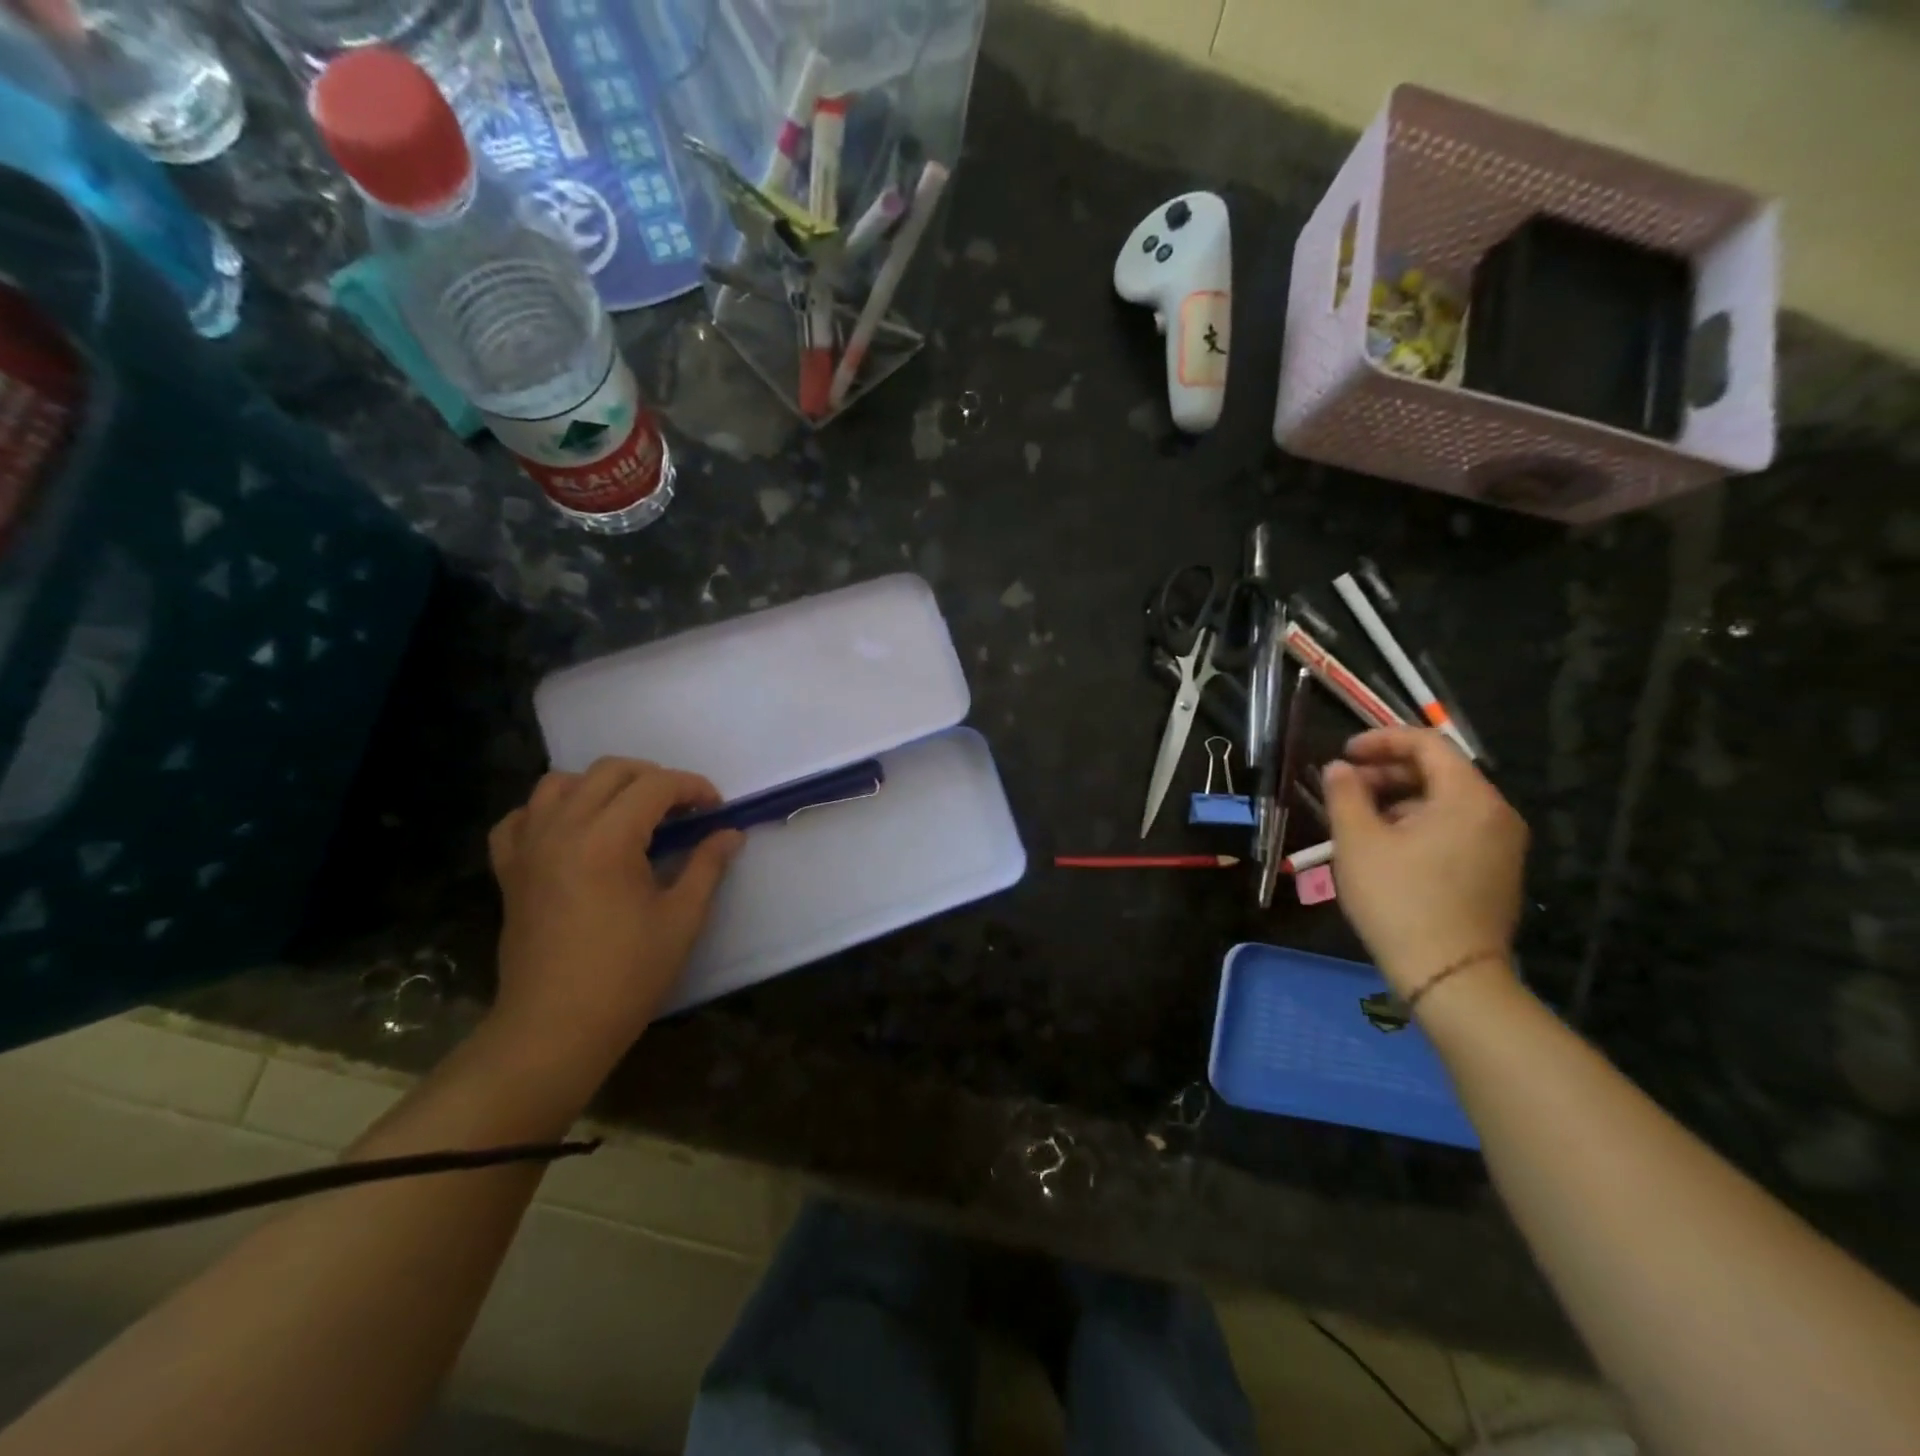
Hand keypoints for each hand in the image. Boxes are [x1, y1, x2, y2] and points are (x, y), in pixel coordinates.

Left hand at [486, 758, 742, 1071]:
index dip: (693, 788)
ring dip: (601, 786)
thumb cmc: (627, 975)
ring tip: (628, 813)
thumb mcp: (682, 918)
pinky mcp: (509, 870)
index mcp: (607, 840)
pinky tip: (571, 832)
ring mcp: (528, 848)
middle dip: (653, 778)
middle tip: (681, 810)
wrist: (554, 1028)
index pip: (655, 786)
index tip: (716, 809)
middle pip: (610, 771)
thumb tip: (730, 833)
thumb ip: (707, 865)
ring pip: (559, 783)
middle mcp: (562, 829)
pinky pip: (520, 819)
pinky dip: (547, 812)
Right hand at [1321, 727, 1527, 997]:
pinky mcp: (1495, 872)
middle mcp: (1495, 814)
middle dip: (1388, 772)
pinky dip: (1419, 823)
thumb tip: (1339, 769)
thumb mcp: (1358, 841)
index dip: (1381, 740)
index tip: (1343, 754)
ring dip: (1399, 799)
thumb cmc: (1399, 900)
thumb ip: (1345, 794)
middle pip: (1439, 771)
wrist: (1450, 976)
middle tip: (1346, 788)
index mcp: (1469, 798)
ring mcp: (1501, 845)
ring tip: (1359, 820)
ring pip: (1445, 802)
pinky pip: (1455, 828)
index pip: (1427, 744)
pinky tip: (1386, 847)